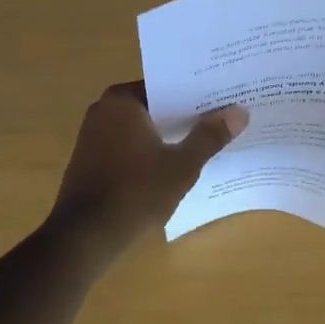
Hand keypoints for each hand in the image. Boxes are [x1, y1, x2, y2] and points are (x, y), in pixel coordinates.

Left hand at [52, 82, 248, 251]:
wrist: (85, 237)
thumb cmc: (136, 192)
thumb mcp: (182, 165)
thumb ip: (210, 136)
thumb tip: (239, 112)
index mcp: (122, 101)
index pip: (167, 86)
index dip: (196, 93)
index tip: (223, 98)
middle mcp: (103, 110)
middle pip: (154, 106)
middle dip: (184, 114)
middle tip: (222, 118)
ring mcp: (92, 135)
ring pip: (141, 128)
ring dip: (167, 135)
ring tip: (205, 141)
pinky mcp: (90, 160)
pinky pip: (128, 146)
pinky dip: (149, 151)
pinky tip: (173, 166)